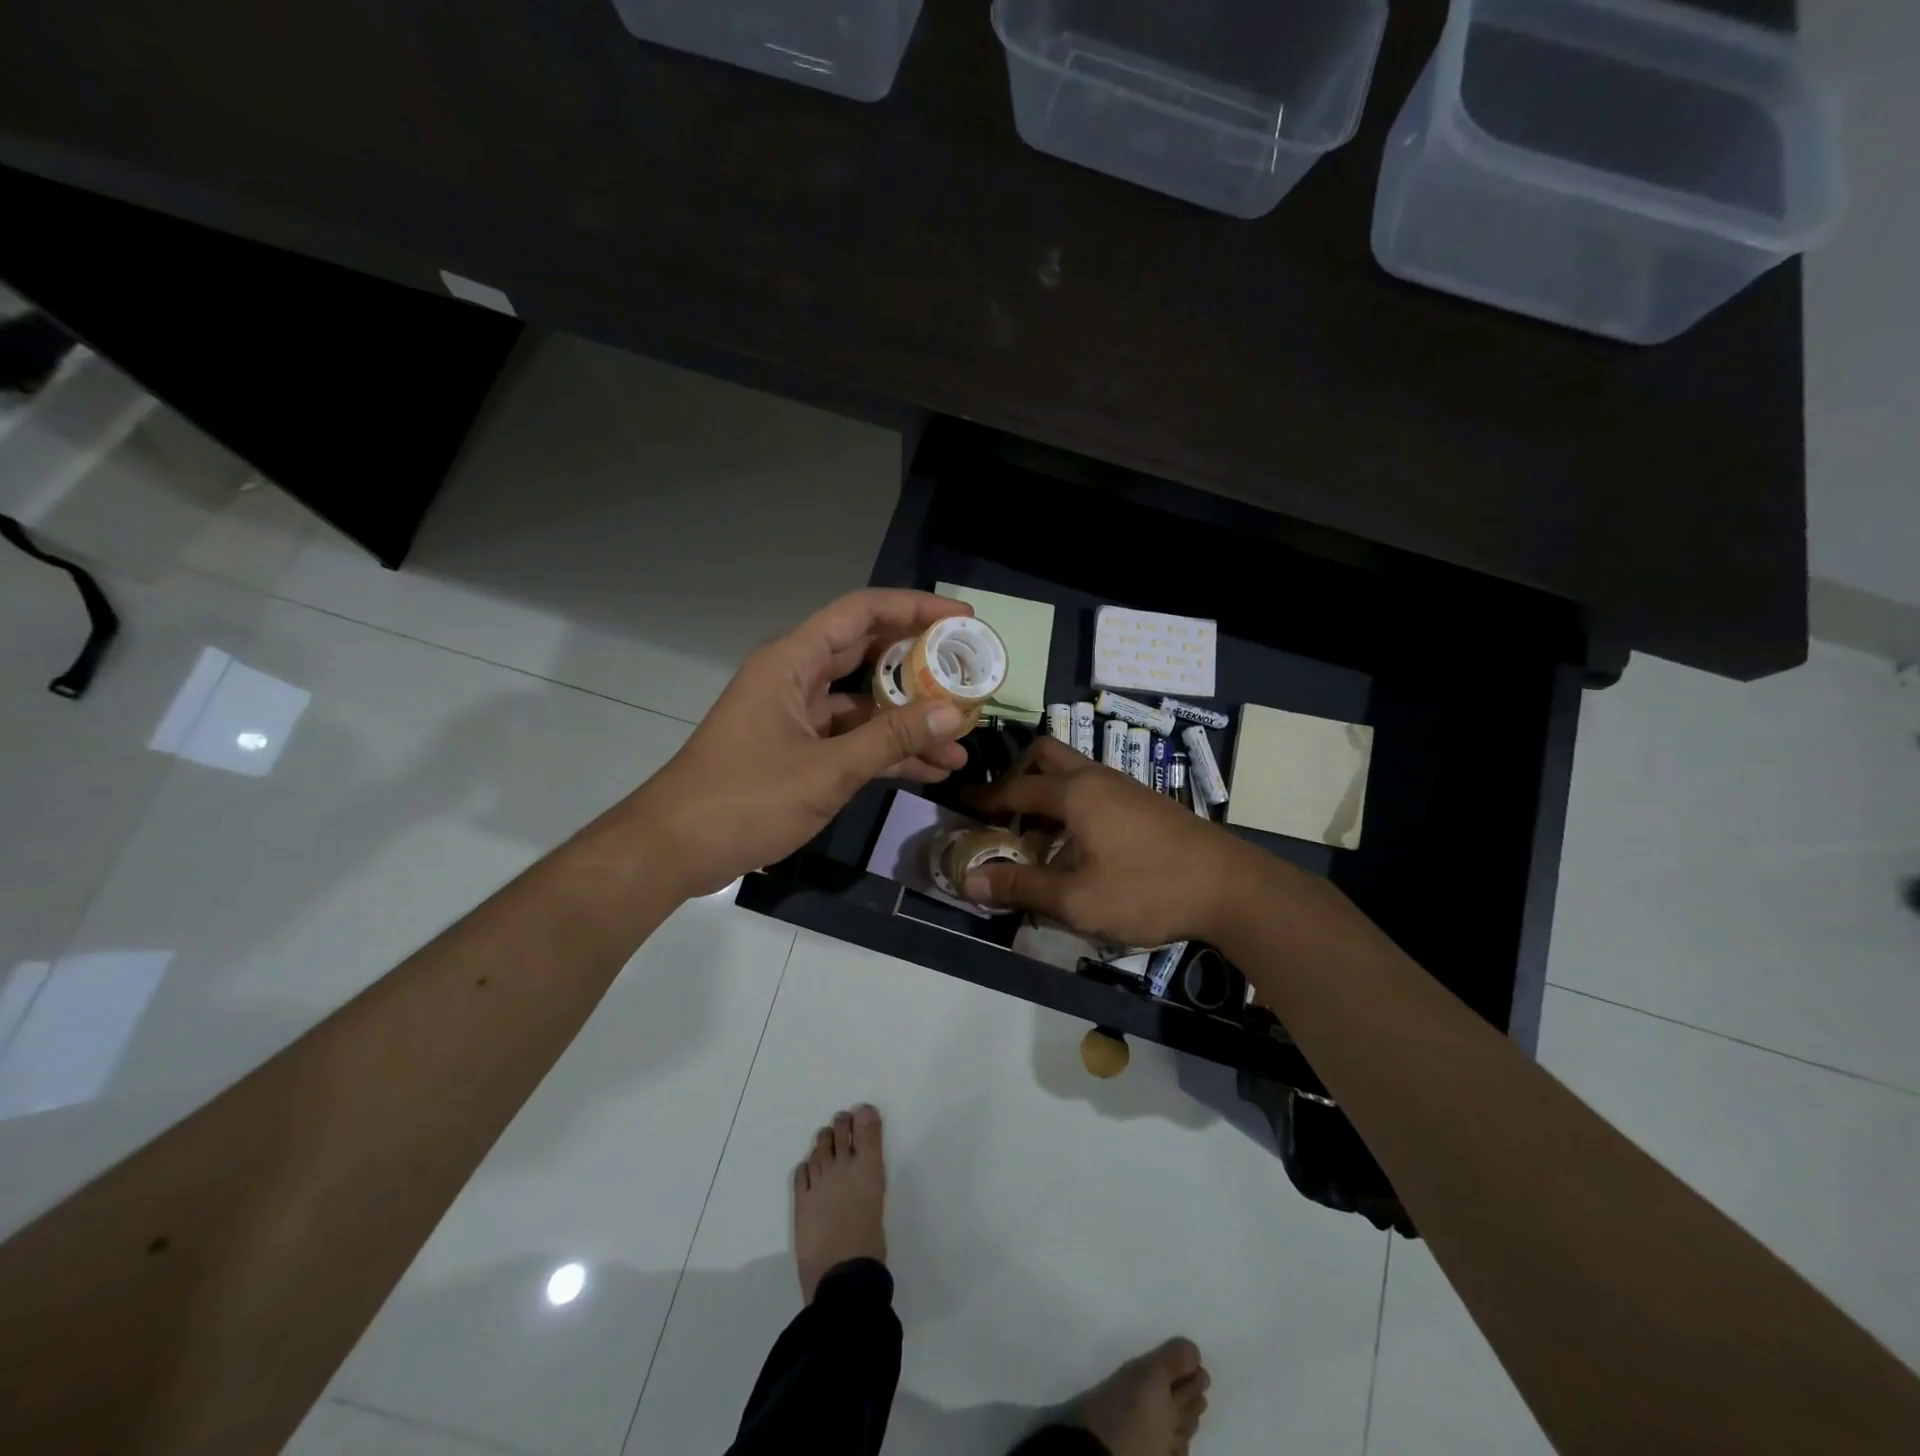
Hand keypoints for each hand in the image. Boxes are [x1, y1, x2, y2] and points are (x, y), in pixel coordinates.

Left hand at [634, 590, 975, 896]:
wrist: (675, 850)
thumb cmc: (745, 798)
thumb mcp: (827, 769)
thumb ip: (892, 739)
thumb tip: (955, 713)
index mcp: (793, 662)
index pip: (862, 613)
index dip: (914, 608)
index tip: (962, 617)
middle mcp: (796, 679)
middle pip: (868, 656)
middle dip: (921, 667)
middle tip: (971, 675)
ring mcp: (797, 718)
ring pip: (865, 705)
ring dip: (909, 721)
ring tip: (962, 740)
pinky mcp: (798, 752)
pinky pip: (852, 740)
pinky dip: (886, 752)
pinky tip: (930, 769)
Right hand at [956, 737, 1258, 945]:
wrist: (1232, 888)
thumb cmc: (1148, 889)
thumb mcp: (1076, 900)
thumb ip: (1020, 888)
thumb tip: (967, 882)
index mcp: (1075, 793)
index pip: (1014, 787)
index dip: (982, 799)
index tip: (956, 805)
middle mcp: (1097, 777)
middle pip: (1045, 756)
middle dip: (1016, 776)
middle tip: (1003, 813)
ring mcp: (1126, 786)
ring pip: (1073, 771)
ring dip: (1046, 792)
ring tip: (1036, 834)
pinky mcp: (1146, 802)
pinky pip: (1094, 788)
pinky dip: (1072, 803)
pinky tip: (1078, 845)